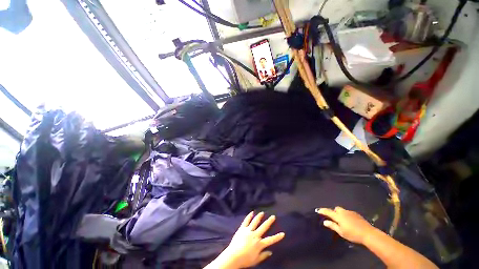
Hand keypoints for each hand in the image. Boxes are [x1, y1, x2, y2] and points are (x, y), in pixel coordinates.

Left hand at [209, 212, 284, 268]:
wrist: (233, 256)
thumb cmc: (245, 260)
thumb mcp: (256, 260)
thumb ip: (263, 255)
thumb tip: (271, 252)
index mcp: (259, 244)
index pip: (270, 240)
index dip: (277, 237)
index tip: (283, 233)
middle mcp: (255, 235)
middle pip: (264, 227)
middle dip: (269, 221)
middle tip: (273, 216)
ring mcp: (248, 230)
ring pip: (255, 221)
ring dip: (259, 217)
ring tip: (262, 212)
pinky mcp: (242, 228)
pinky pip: (246, 221)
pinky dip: (249, 216)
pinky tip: (251, 212)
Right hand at [315, 207, 373, 243]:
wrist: (368, 233)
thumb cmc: (353, 234)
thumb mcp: (341, 232)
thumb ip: (333, 226)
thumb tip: (325, 222)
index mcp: (338, 216)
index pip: (328, 211)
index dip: (323, 211)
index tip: (318, 210)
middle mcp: (343, 212)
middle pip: (336, 209)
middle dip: (333, 211)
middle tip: (333, 218)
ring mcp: (350, 212)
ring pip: (342, 210)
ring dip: (340, 213)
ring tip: (342, 220)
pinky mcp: (356, 214)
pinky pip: (348, 213)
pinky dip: (346, 215)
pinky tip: (350, 221)